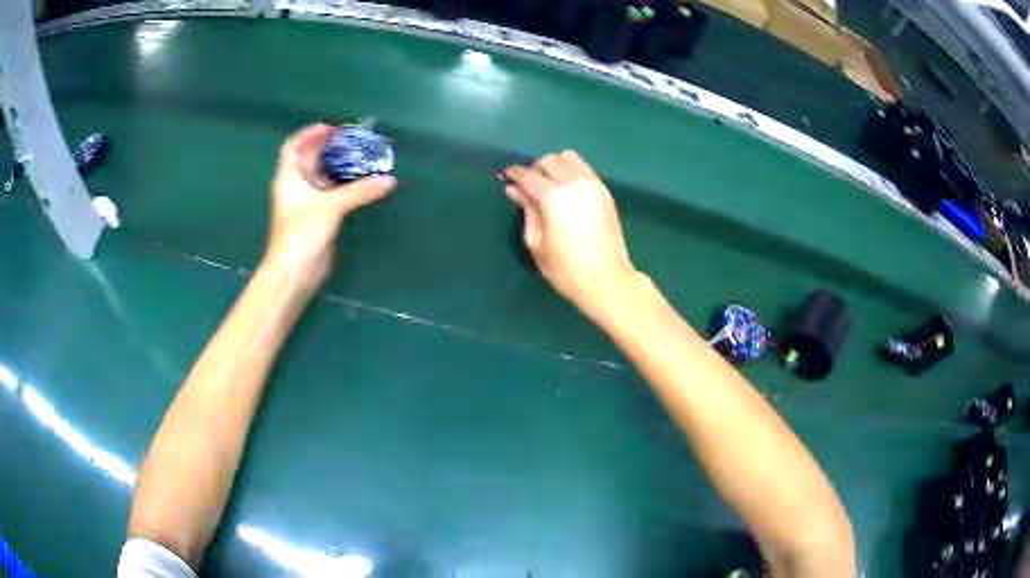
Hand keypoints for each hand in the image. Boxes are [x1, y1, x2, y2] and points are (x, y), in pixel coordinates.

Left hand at [265, 124, 395, 289]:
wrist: (295, 272)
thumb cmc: (302, 233)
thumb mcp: (331, 206)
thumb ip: (360, 191)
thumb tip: (389, 180)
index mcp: (289, 178)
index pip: (294, 146)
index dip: (310, 134)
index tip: (332, 128)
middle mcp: (296, 187)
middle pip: (311, 159)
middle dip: (330, 148)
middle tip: (355, 140)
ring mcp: (307, 203)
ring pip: (323, 176)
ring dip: (339, 166)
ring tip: (363, 157)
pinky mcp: (318, 217)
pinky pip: (332, 194)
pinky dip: (345, 185)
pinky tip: (362, 181)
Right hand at [504, 151, 640, 319]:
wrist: (607, 280)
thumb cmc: (566, 269)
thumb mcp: (537, 242)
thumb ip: (527, 210)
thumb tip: (514, 190)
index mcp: (554, 197)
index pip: (529, 175)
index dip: (515, 174)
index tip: (506, 177)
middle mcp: (574, 183)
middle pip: (550, 160)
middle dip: (535, 168)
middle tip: (529, 185)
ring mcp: (593, 185)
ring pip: (570, 158)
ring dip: (555, 166)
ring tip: (549, 185)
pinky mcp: (605, 192)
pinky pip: (584, 170)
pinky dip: (572, 172)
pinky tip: (567, 190)